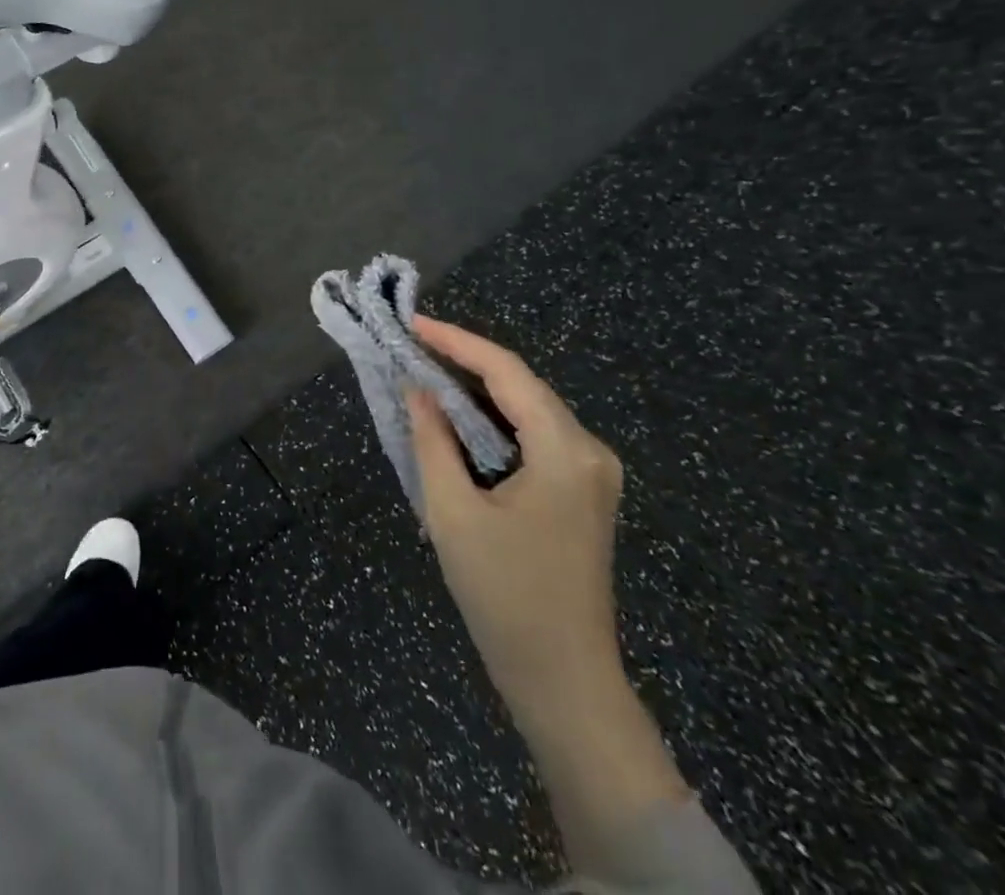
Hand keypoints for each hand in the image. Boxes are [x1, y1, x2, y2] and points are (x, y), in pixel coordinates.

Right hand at [408, 315, 624, 708]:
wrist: (564, 681)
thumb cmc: (504, 596)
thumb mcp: (453, 513)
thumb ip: (432, 441)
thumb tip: (417, 389)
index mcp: (565, 451)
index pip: (507, 372)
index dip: (456, 341)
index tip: (413, 324)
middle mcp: (589, 451)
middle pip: (521, 385)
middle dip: (465, 362)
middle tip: (412, 346)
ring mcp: (592, 473)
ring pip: (528, 409)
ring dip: (478, 390)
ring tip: (426, 371)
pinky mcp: (582, 491)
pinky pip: (534, 436)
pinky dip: (494, 420)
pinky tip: (459, 417)